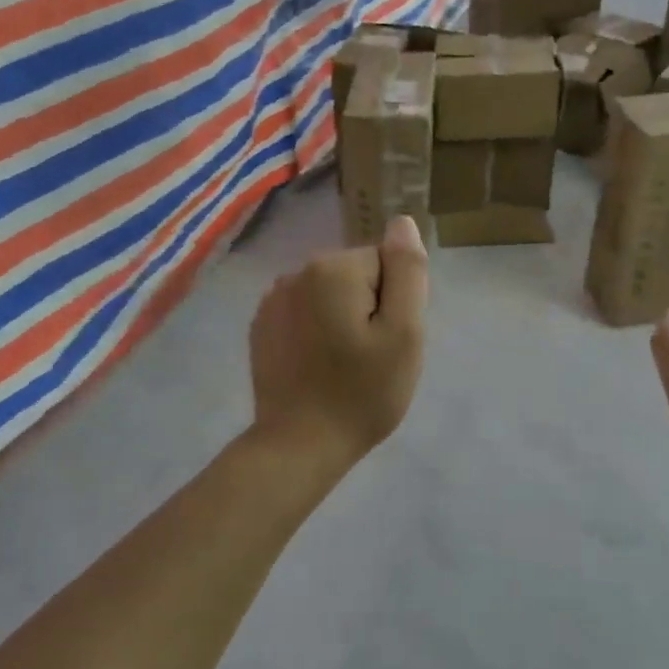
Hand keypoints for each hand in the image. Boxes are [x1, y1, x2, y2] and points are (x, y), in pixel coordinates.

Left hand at [248, 216, 428, 464]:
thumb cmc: (362, 392)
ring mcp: (273, 300)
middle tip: (371, 358)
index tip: (387, 341)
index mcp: (333, 269)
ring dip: (341, 320)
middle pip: (356, 276)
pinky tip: (316, 368)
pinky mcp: (261, 326)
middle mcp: (296, 272)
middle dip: (368, 309)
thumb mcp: (404, 333)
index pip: (385, 264)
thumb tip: (402, 223)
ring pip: (329, 295)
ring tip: (343, 365)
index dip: (395, 303)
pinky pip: (304, 314)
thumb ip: (407, 271)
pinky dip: (315, 333)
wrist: (300, 444)